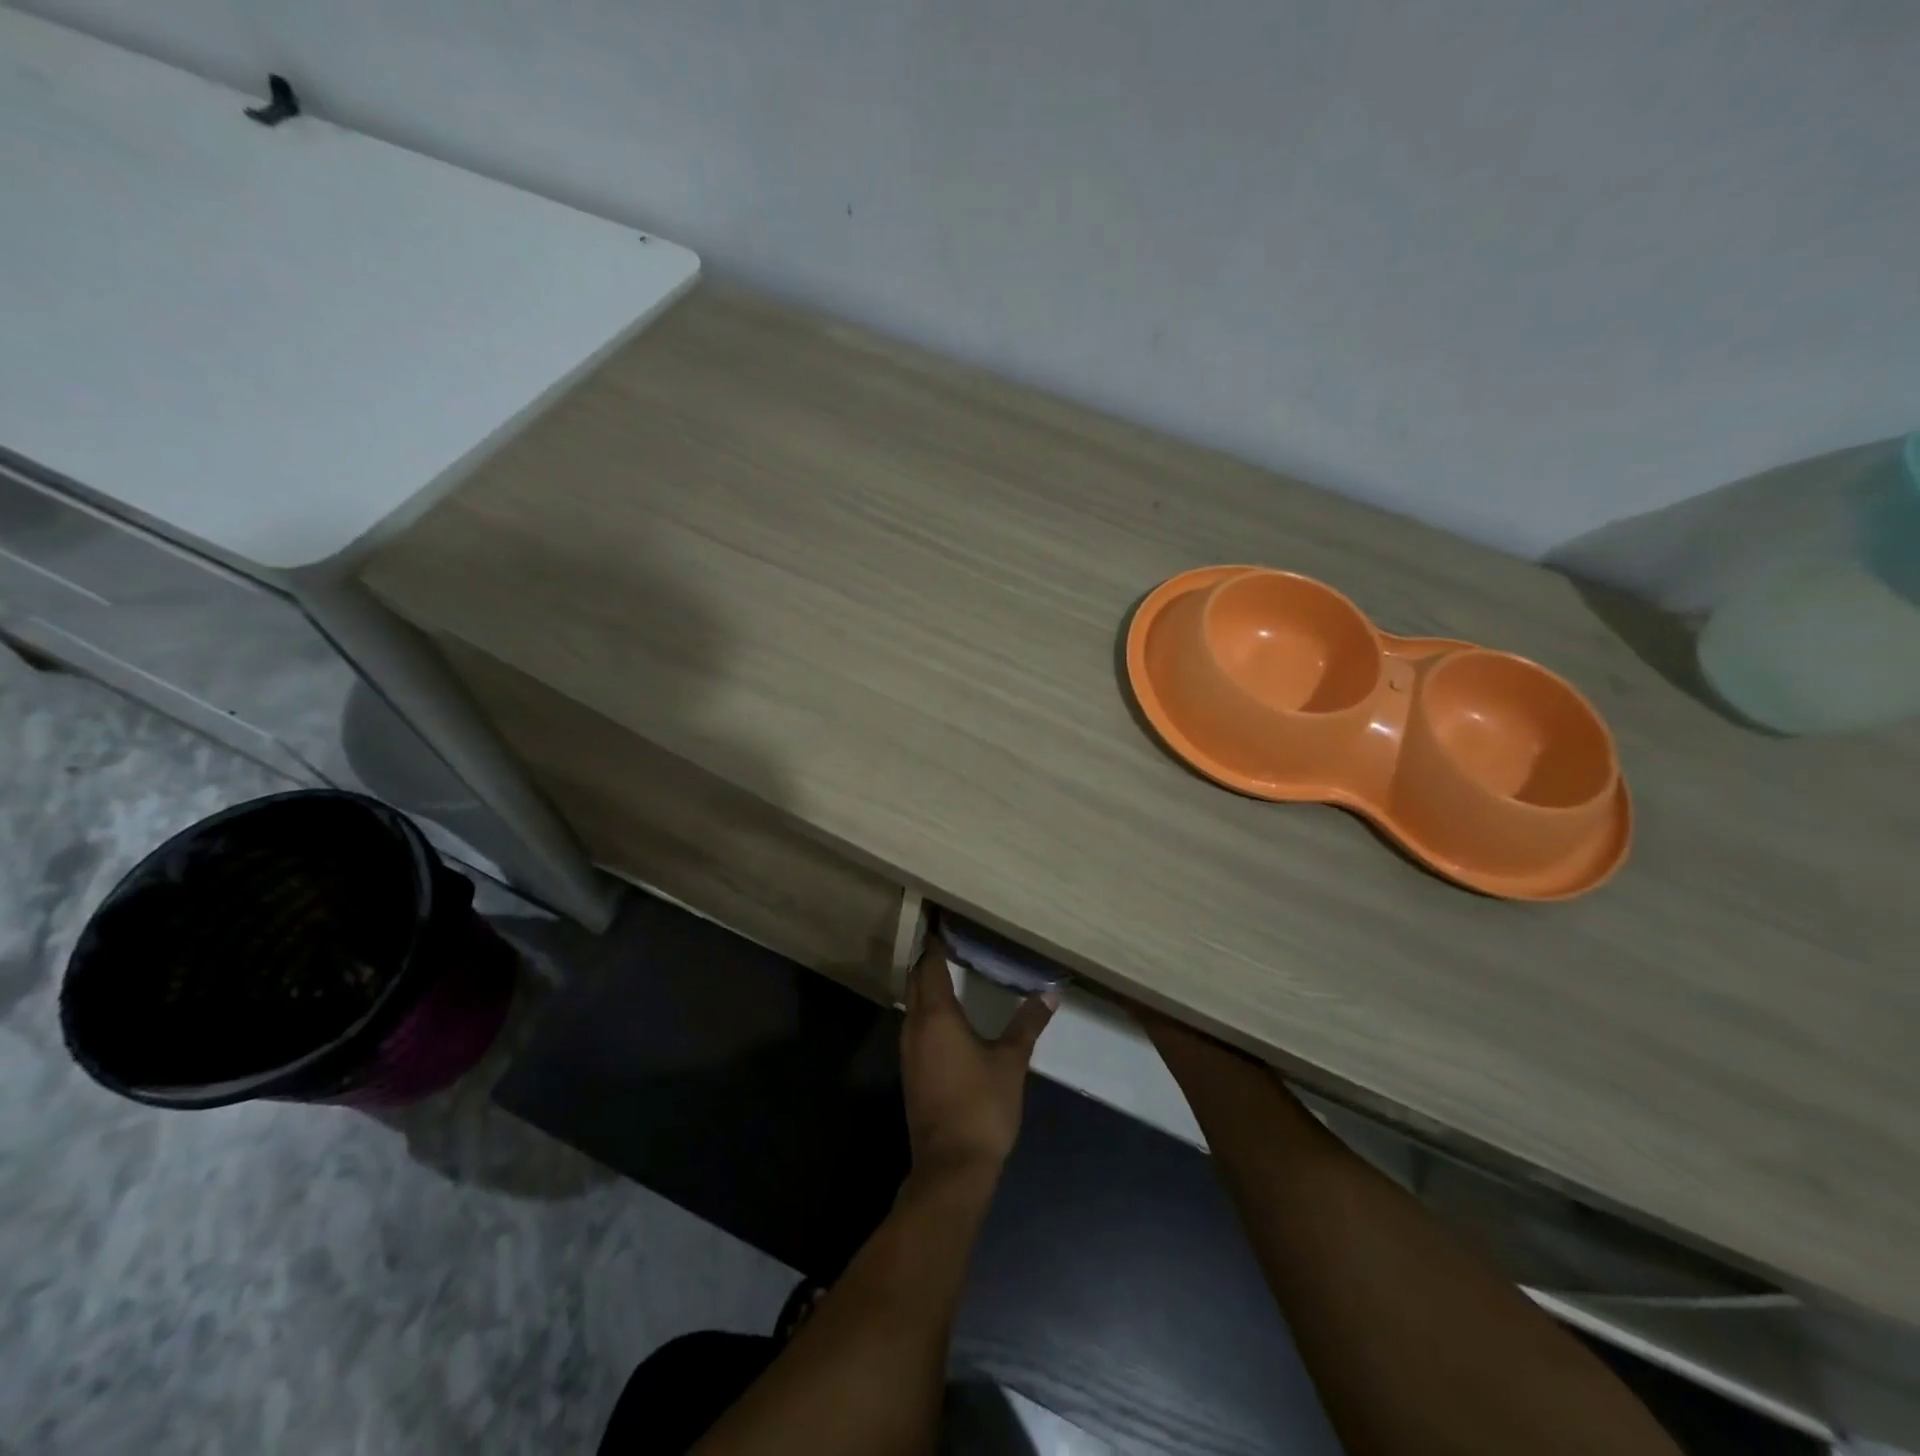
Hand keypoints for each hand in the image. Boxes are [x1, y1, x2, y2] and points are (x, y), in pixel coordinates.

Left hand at [900, 939, 1055, 1178]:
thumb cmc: (982, 1106)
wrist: (951, 1166)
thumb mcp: (1011, 1061)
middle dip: (928, 961)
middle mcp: (915, 1026)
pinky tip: (947, 1015)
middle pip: (915, 982)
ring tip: (950, 971)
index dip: (935, 945)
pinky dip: (926, 1010)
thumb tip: (1051, 991)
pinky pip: (914, 1025)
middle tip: (950, 943)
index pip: (929, 966)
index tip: (945, 925)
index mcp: (937, 1016)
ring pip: (912, 1004)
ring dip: (925, 986)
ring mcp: (909, 1050)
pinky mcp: (911, 1070)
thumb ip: (1028, 1023)